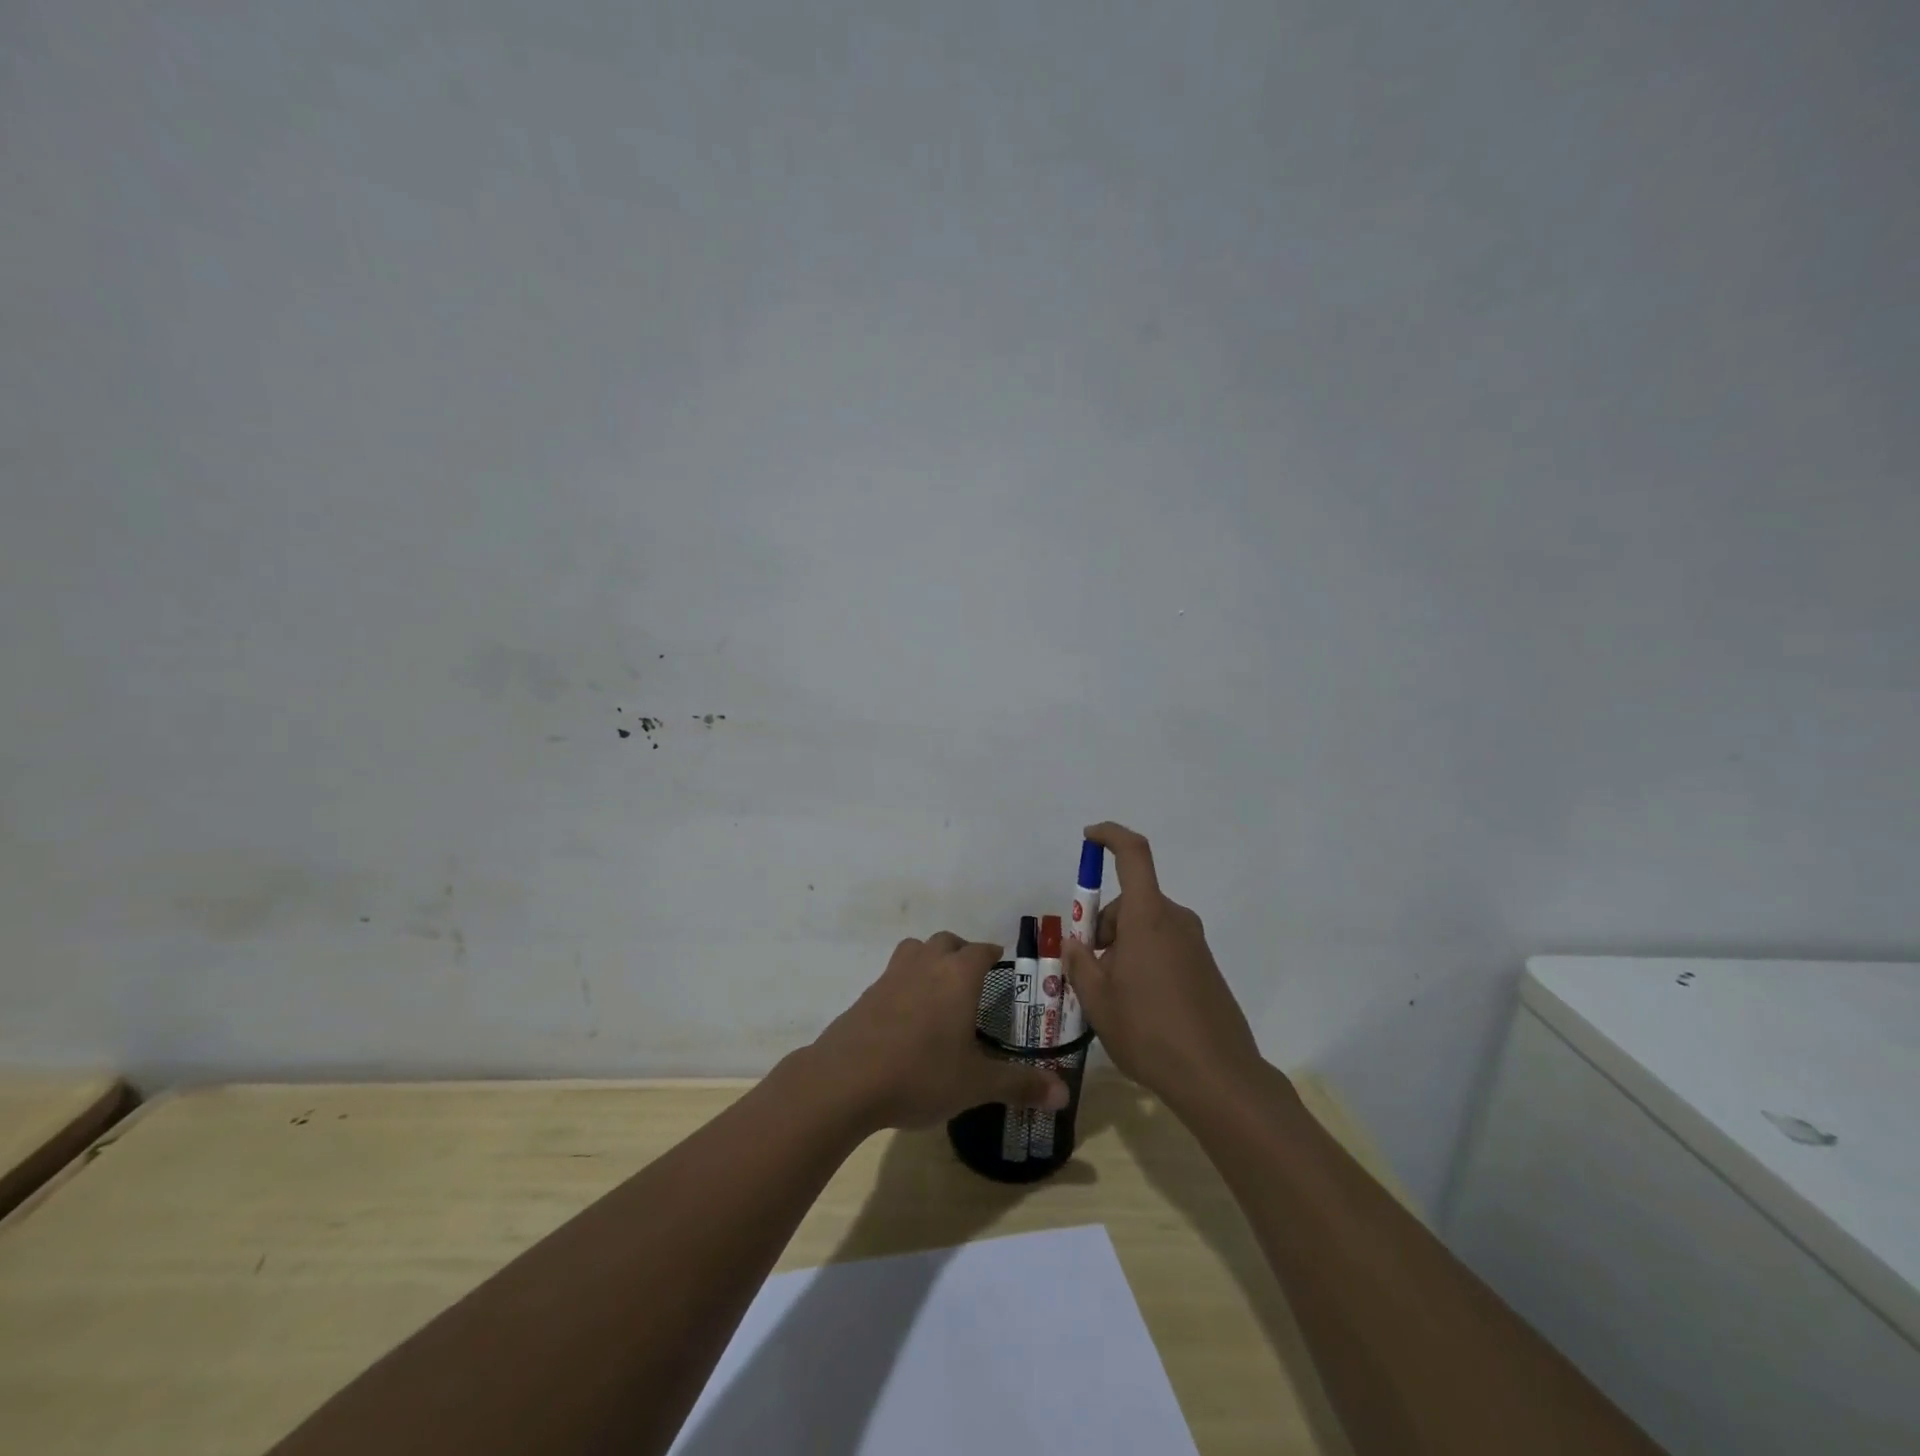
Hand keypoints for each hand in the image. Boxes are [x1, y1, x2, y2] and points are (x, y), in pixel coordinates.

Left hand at [812, 933, 1069, 1130]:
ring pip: (915, 950)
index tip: (1002, 965)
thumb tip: (1063, 1093)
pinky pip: (893, 975)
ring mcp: (891, 976)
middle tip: (973, 979)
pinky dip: (905, 983)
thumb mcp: (976, 1084)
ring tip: (939, 990)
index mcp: (957, 976)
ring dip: (930, 960)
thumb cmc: (920, 1074)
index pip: (981, 950)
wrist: (845, 1080)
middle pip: (946, 942)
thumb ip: (1020, 1084)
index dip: (993, 955)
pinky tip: (908, 1017)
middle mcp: (925, 965)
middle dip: (962, 952)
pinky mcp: (866, 995)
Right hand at [1062, 822, 1263, 1109]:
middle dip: (1103, 926)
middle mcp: (1176, 920)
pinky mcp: (1206, 968)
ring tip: (1112, 997)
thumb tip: (1076, 945)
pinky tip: (1140, 1006)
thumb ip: (1079, 964)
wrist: (1218, 1078)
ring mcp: (1195, 944)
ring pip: (1146, 927)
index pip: (1133, 854)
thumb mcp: (1098, 1000)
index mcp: (1148, 917)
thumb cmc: (1149, 1031)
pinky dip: (1144, 961)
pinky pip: (1165, 947)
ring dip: (1122, 947)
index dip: (1110, 836)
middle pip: (1131, 901)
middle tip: (1088, 969)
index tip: (1089, 837)